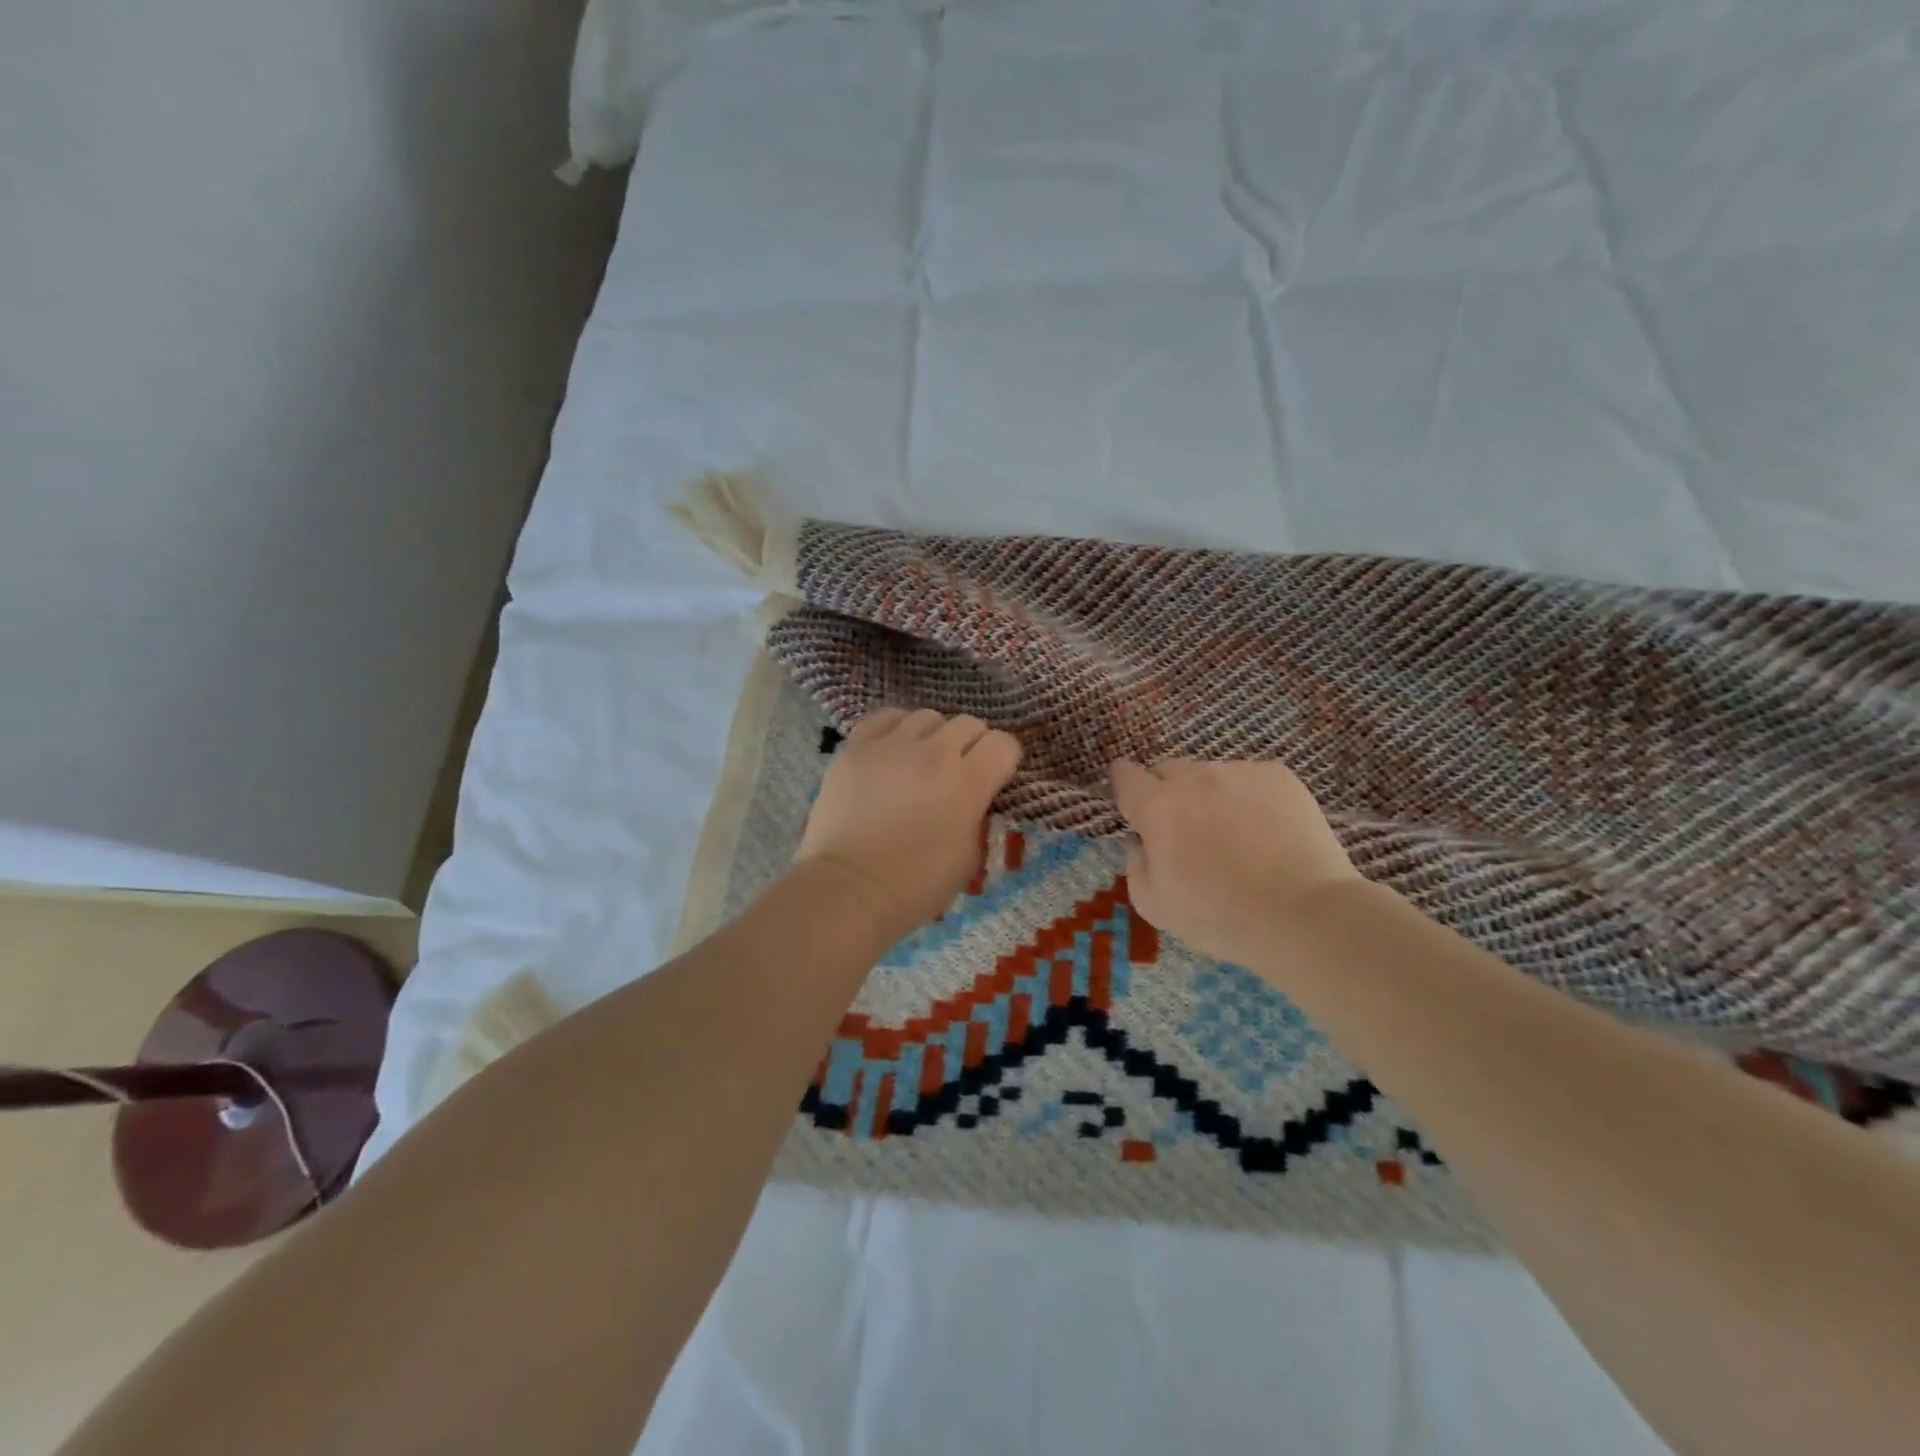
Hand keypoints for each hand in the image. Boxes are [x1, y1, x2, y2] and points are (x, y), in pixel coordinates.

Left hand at [796, 708, 1023, 941]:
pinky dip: (896, 730)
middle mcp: (933, 754)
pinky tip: (893, 751)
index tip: (995, 777)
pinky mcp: (856, 747)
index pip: (1003, 744)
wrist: (848, 890)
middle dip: (972, 745)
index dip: (1004, 759)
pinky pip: (886, 718)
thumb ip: (977, 816)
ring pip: (927, 717)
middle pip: (968, 723)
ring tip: (921, 760)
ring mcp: (891, 746)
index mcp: (967, 784)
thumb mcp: (968, 858)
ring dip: (933, 736)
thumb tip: (973, 797)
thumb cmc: (915, 886)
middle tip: (959, 771)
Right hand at [1111, 758, 1364, 969]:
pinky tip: (1266, 832)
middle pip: (1168, 769)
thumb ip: (1135, 863)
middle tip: (1184, 829)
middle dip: (1167, 791)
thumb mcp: (1153, 904)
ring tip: (1234, 835)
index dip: (1125, 785)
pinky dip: (1249, 798)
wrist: (1302, 914)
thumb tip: (1141, 841)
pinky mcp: (1278, 776)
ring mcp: (1239, 772)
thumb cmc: (1218, 916)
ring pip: (1211, 775)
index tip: (1133, 803)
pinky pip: (1250, 779)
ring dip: (1210, 795)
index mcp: (1157, 806)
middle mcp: (1194, 777)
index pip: (1125, 775)